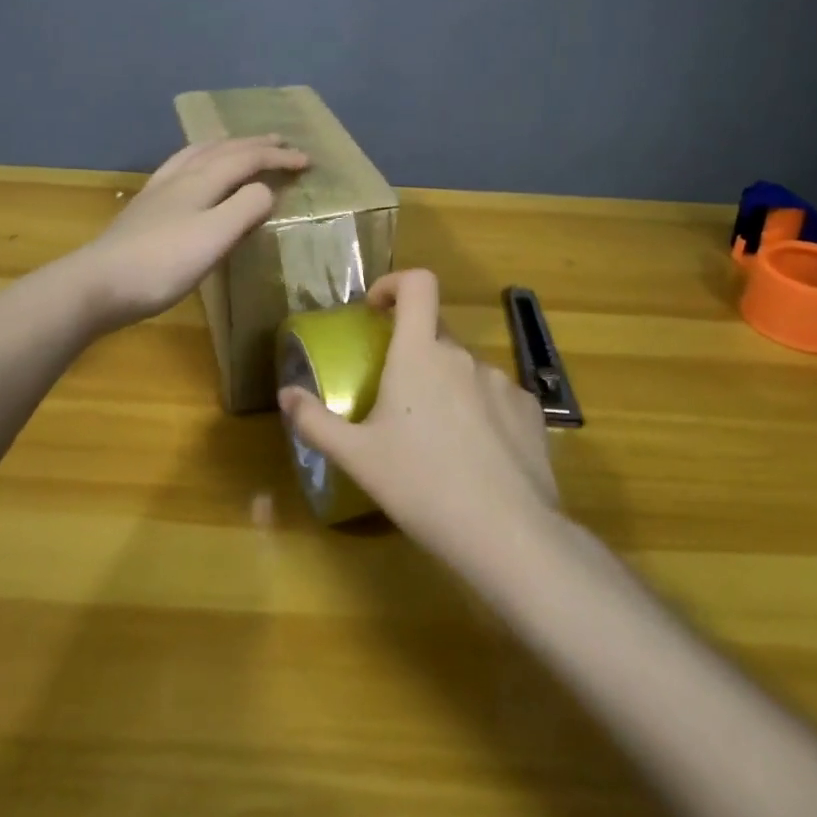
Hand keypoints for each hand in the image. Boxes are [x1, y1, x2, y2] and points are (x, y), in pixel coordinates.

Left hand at [77, 136, 309, 328]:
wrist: (99, 283)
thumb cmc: (163, 263)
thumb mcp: (215, 237)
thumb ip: (245, 208)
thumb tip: (266, 191)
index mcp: (202, 181)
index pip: (248, 159)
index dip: (278, 158)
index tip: (307, 162)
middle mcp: (181, 176)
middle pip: (223, 150)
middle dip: (255, 145)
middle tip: (281, 142)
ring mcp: (159, 190)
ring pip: (198, 154)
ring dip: (226, 146)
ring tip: (239, 146)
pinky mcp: (145, 207)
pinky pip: (181, 167)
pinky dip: (200, 159)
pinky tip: (193, 172)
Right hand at [280, 270, 558, 566]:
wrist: (506, 533)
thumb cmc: (421, 486)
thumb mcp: (358, 458)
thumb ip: (316, 422)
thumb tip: (285, 395)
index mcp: (421, 354)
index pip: (418, 284)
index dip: (395, 284)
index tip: (377, 310)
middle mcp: (463, 356)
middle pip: (436, 333)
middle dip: (413, 352)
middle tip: (396, 398)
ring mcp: (503, 381)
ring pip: (465, 369)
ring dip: (447, 386)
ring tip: (437, 439)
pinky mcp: (531, 410)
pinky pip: (497, 396)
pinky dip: (480, 411)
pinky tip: (476, 456)